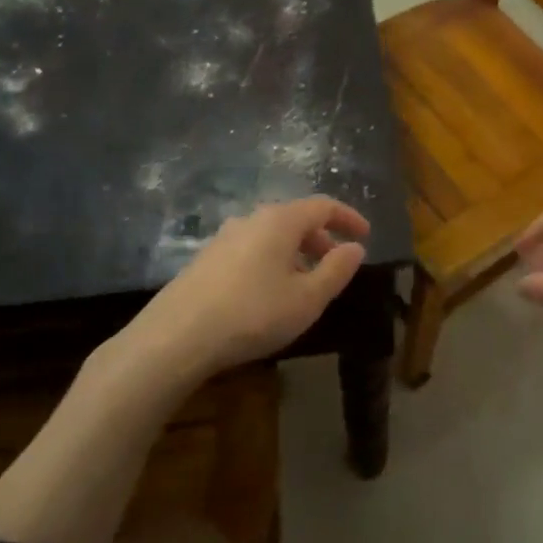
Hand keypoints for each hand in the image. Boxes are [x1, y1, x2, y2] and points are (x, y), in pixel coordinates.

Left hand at [135, 196, 369, 374]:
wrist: (176, 337)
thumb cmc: (253, 314)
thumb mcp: (307, 298)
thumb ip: (336, 270)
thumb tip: (355, 247)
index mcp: (280, 221)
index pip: (323, 206)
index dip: (348, 218)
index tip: (366, 235)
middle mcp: (251, 219)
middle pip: (295, 218)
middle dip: (321, 238)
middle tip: (336, 263)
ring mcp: (223, 238)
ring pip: (271, 236)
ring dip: (295, 252)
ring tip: (304, 283)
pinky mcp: (205, 259)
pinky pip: (250, 250)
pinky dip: (271, 261)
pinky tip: (269, 293)